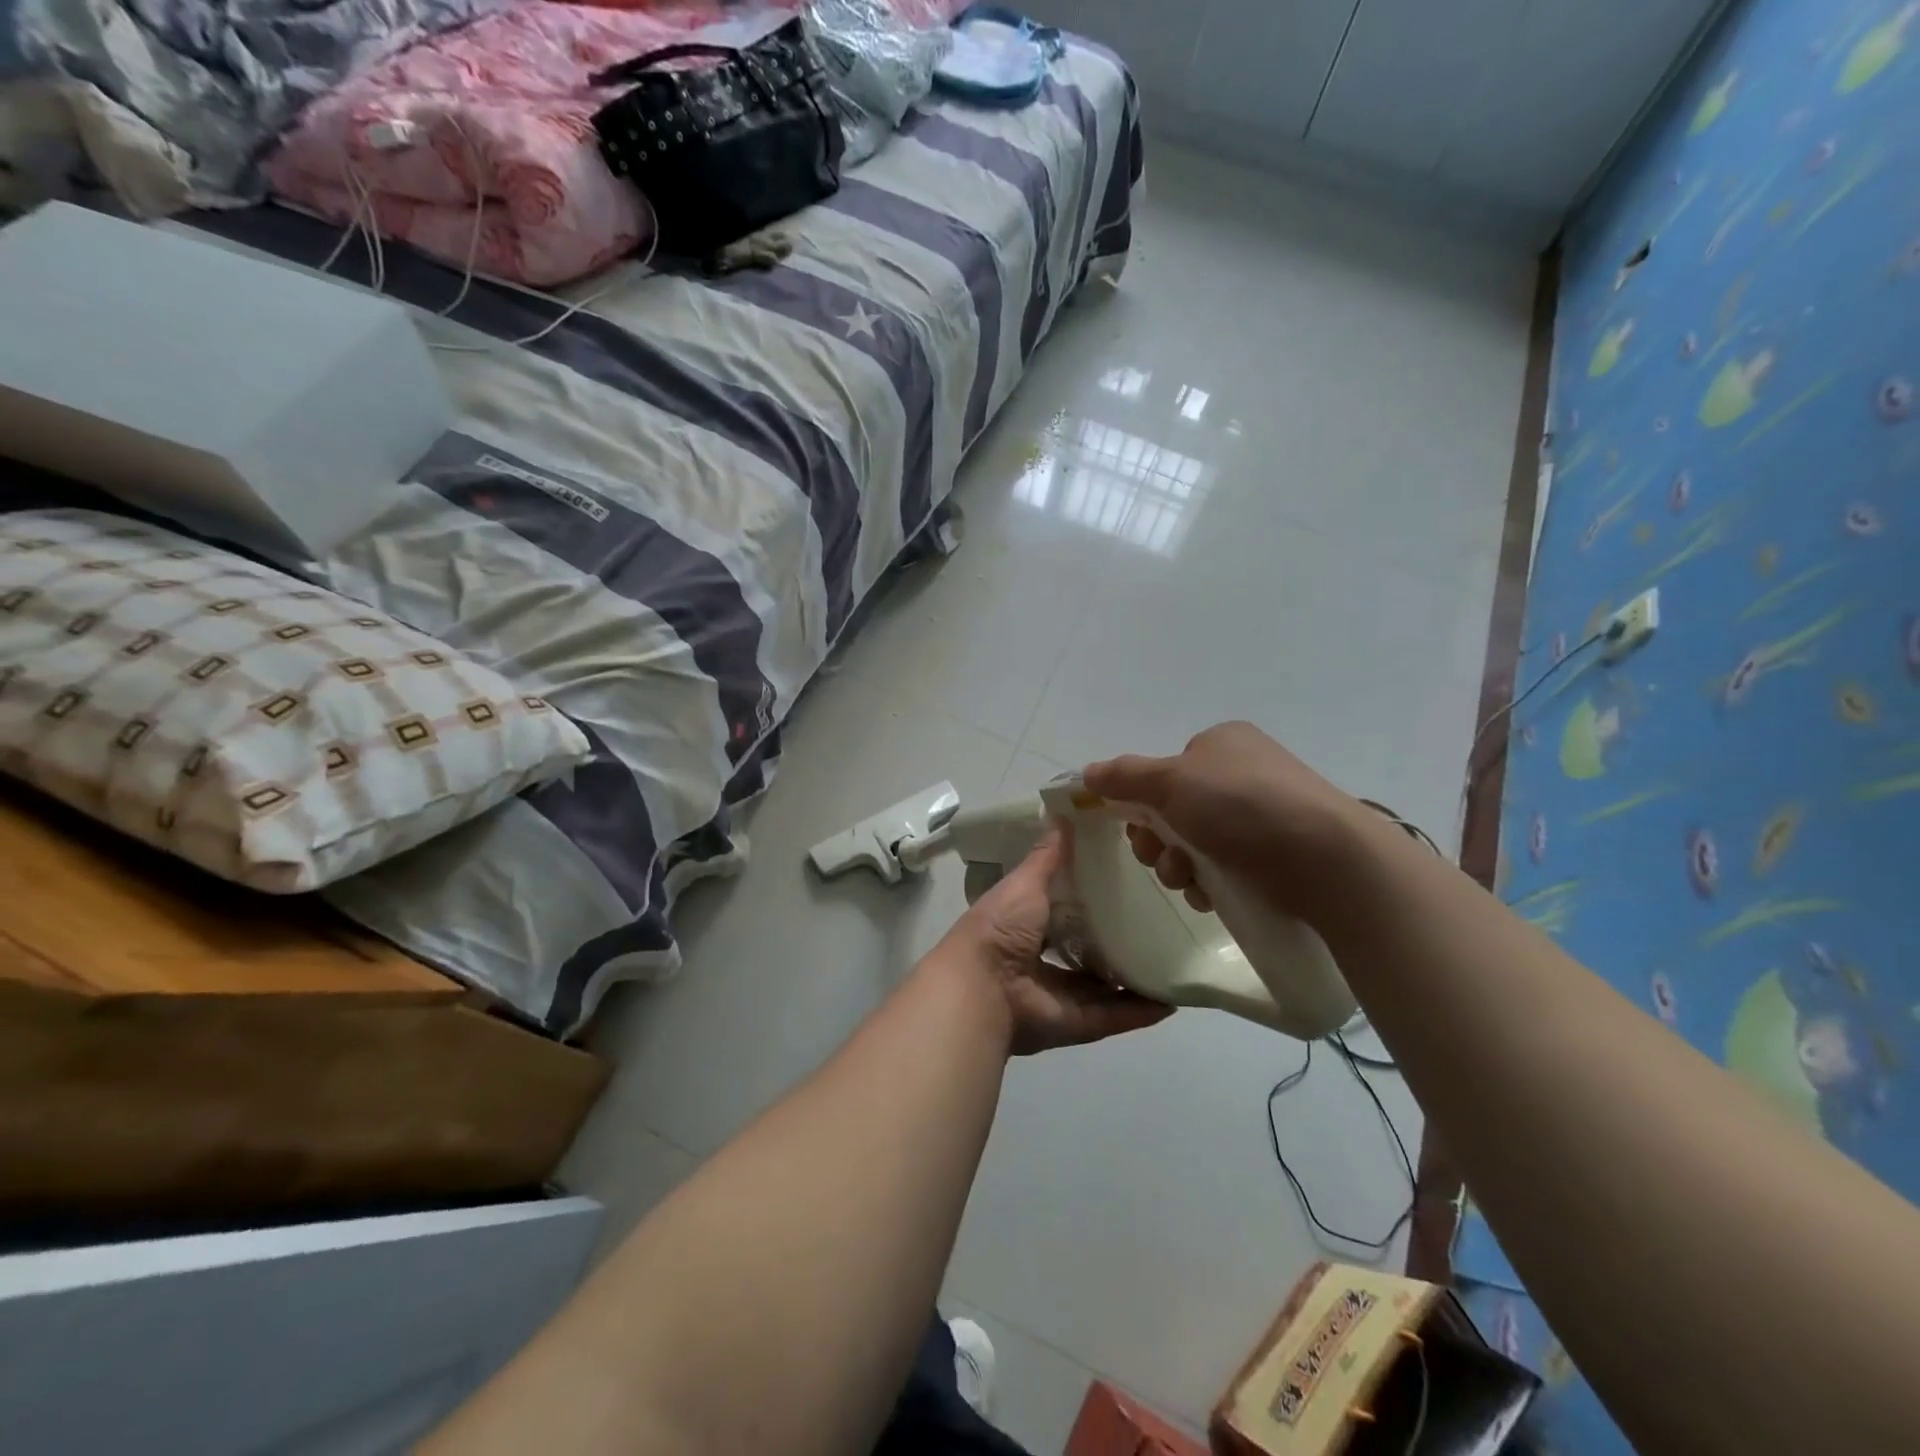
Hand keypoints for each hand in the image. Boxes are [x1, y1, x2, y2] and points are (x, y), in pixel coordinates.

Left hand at [934, 828, 1172, 1055]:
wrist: (984, 988)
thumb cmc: (1000, 927)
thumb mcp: (1024, 883)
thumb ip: (1047, 857)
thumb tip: (1065, 817)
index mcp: (1025, 926)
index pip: (1062, 910)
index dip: (1088, 898)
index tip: (1124, 879)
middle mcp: (1042, 962)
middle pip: (1086, 951)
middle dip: (1115, 939)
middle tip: (1158, 919)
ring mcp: (1061, 996)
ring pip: (1104, 986)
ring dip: (1133, 976)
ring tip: (1172, 958)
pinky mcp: (1079, 1023)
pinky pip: (1115, 1015)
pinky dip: (1142, 1010)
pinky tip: (1173, 998)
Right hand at [1083, 721, 1368, 921]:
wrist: (1326, 859)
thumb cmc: (1242, 806)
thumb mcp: (1172, 781)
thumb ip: (1125, 776)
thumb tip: (1088, 772)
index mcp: (1221, 744)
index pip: (1164, 772)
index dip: (1141, 802)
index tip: (1136, 828)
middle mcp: (1242, 773)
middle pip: (1174, 811)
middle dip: (1159, 841)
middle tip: (1163, 859)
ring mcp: (1263, 815)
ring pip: (1195, 844)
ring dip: (1179, 866)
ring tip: (1191, 881)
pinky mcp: (1277, 855)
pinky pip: (1224, 868)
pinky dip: (1209, 882)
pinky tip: (1212, 895)